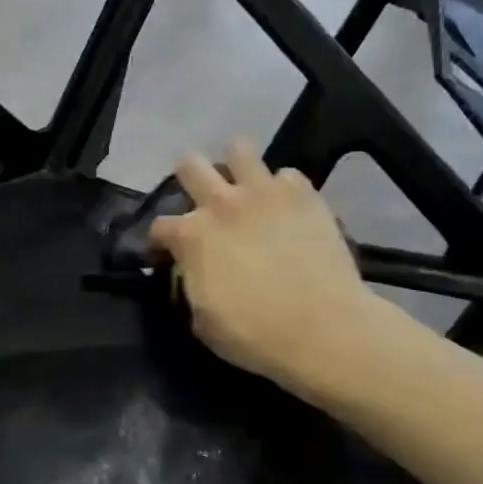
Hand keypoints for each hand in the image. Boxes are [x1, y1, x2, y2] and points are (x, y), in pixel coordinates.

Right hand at [148, 140, 376, 390]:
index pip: (159, 225)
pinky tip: (288, 209)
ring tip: (245, 187)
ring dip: (236, 166)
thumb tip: (193, 272)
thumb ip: (192, 285)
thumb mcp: (203, 321)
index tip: (168, 251)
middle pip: (190, 165)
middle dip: (189, 178)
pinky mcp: (303, 193)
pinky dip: (283, 190)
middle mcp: (222, 203)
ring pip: (239, 149)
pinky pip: (287, 175)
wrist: (323, 328)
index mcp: (192, 236)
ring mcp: (264, 192)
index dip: (160, 240)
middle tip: (202, 200)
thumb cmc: (255, 334)